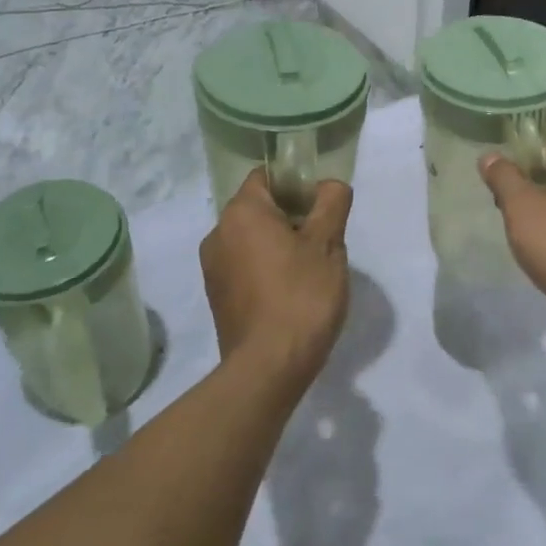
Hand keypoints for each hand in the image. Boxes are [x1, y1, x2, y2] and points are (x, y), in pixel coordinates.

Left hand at [200, 171, 352, 385]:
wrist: (268, 368)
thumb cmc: (301, 296)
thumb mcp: (328, 244)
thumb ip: (332, 203)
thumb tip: (329, 186)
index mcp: (241, 213)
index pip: (267, 177)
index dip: (297, 183)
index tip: (322, 206)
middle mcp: (217, 234)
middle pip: (260, 208)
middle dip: (292, 217)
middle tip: (324, 241)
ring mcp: (213, 268)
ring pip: (252, 240)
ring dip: (280, 246)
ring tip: (310, 272)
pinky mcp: (217, 297)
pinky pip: (245, 267)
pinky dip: (267, 270)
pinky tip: (291, 294)